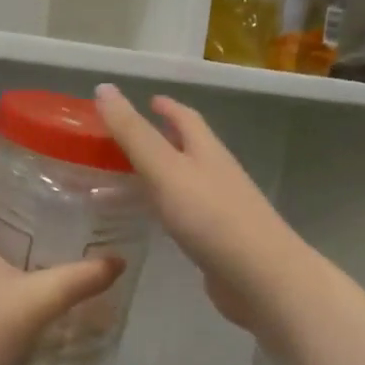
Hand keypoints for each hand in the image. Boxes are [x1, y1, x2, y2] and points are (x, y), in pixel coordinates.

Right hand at [93, 84, 310, 334]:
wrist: (259, 277)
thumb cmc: (211, 217)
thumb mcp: (165, 170)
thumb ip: (133, 134)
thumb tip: (104, 87)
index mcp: (207, 151)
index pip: (186, 119)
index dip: (166, 107)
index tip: (147, 99)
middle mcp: (216, 174)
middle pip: (189, 148)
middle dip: (162, 139)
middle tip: (126, 141)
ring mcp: (220, 209)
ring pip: (186, 182)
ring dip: (162, 175)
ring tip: (129, 178)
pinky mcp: (217, 240)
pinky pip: (186, 214)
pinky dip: (166, 208)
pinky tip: (153, 220)